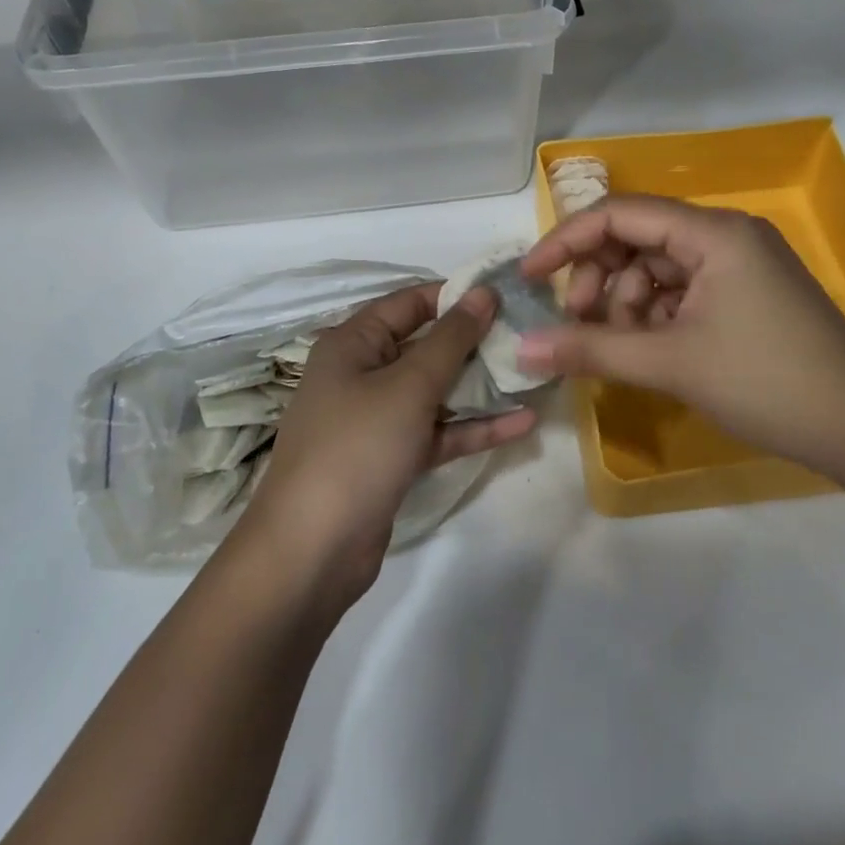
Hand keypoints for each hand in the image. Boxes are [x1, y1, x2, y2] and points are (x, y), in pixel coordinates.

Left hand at [239, 283, 537, 605]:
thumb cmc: (357, 447)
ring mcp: (376, 418)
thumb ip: (451, 338)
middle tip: (527, 332)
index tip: (506, 292)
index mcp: (353, 342)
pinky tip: (522, 423)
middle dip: (474, 341)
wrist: (312, 552)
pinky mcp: (392, 458)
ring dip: (479, 385)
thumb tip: (483, 292)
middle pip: (425, 345)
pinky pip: (437, 431)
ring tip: (532, 372)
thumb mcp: (409, 386)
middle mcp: (361, 373)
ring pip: (435, 391)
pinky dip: (473, 427)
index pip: (410, 302)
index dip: (456, 294)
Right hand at [517, 196, 844, 478]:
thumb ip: (591, 350)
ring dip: (626, 304)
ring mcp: (740, 264)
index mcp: (712, 232)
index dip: (567, 241)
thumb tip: (523, 349)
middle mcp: (725, 235)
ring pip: (657, 269)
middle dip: (600, 280)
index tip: (530, 277)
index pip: (620, 214)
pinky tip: (651, 351)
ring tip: (619, 348)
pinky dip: (656, 316)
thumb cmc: (766, 382)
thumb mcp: (671, 363)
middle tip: (579, 325)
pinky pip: (682, 291)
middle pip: (637, 239)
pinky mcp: (747, 294)